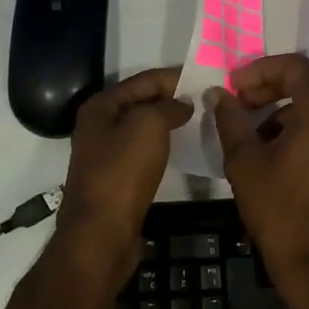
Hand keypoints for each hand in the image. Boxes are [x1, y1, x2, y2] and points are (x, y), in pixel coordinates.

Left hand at [56, 67, 191, 272]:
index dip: (176, 76)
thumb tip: (183, 104)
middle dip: (174, 98)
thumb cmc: (123, 172)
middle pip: (142, 102)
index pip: (145, 80)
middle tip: (209, 98)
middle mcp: (99, 125)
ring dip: (170, 122)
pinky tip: (184, 147)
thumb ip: (168, 106)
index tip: (208, 76)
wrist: (102, 231)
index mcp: (101, 106)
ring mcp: (106, 153)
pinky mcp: (116, 177)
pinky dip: (164, 144)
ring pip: (144, 127)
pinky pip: (144, 150)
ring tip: (202, 120)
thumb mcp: (148, 125)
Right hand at [211, 53, 308, 301]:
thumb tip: (219, 94)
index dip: (260, 70)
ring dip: (291, 107)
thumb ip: (231, 120)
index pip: (295, 67)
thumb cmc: (279, 209)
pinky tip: (282, 154)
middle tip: (244, 103)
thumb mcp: (245, 162)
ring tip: (258, 132)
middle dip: (275, 85)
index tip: (234, 87)